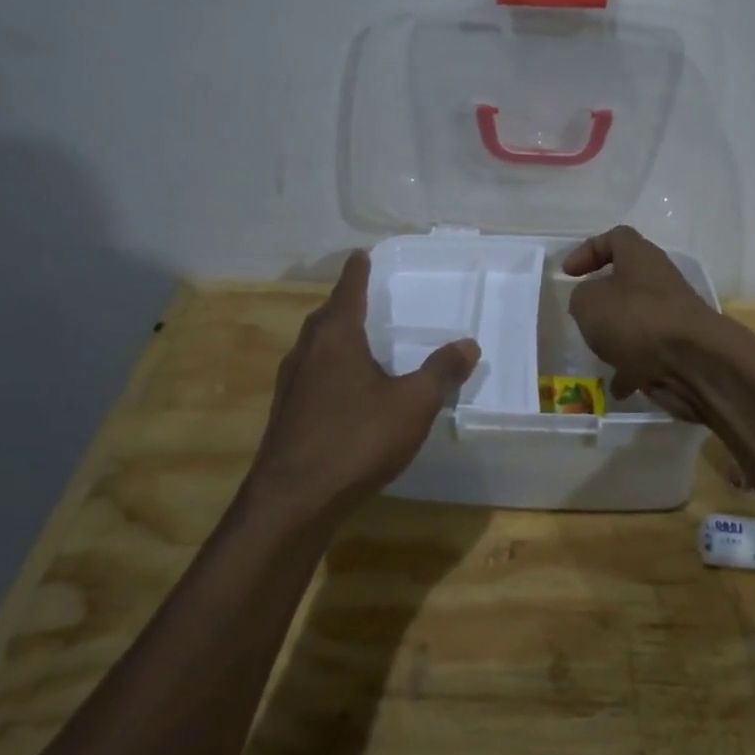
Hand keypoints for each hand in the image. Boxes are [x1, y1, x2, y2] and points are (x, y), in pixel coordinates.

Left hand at [247, 251, 478, 523]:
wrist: (293, 500)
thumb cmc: (356, 438)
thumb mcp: (413, 403)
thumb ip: (441, 372)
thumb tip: (468, 344)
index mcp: (336, 337)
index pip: (348, 291)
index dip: (357, 272)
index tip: (360, 254)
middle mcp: (307, 353)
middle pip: (325, 317)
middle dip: (344, 304)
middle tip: (363, 297)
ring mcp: (290, 386)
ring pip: (314, 348)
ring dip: (334, 337)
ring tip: (357, 340)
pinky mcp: (285, 416)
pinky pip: (310, 376)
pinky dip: (329, 368)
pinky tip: (345, 391)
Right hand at [563, 225, 726, 418]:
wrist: (694, 362)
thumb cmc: (635, 319)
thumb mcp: (588, 302)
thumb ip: (581, 297)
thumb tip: (590, 302)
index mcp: (640, 257)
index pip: (615, 238)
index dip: (588, 250)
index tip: (568, 274)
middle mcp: (659, 281)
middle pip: (627, 280)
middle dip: (603, 298)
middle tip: (582, 314)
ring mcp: (671, 316)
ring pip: (637, 319)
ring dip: (616, 335)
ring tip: (597, 352)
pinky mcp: (678, 348)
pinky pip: (647, 355)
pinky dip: (631, 368)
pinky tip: (617, 386)